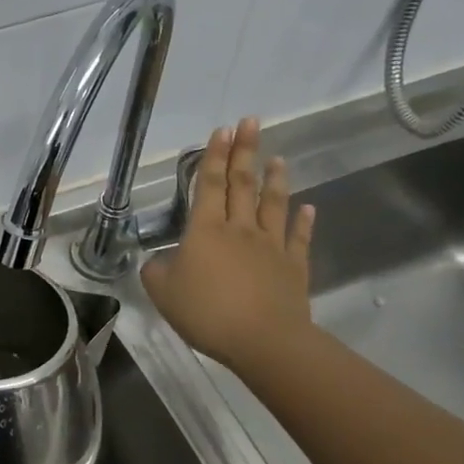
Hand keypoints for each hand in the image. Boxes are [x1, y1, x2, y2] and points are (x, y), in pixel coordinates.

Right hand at [141, 118, 315, 373]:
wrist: (263, 340)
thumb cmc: (206, 312)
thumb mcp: (162, 291)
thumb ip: (156, 270)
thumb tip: (159, 261)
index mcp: (205, 230)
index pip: (210, 184)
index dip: (215, 156)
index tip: (222, 130)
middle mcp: (240, 228)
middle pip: (242, 184)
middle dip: (244, 152)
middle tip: (250, 123)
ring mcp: (270, 246)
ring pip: (273, 205)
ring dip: (275, 179)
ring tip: (277, 158)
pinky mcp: (293, 267)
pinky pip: (298, 238)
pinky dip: (303, 221)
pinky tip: (308, 208)